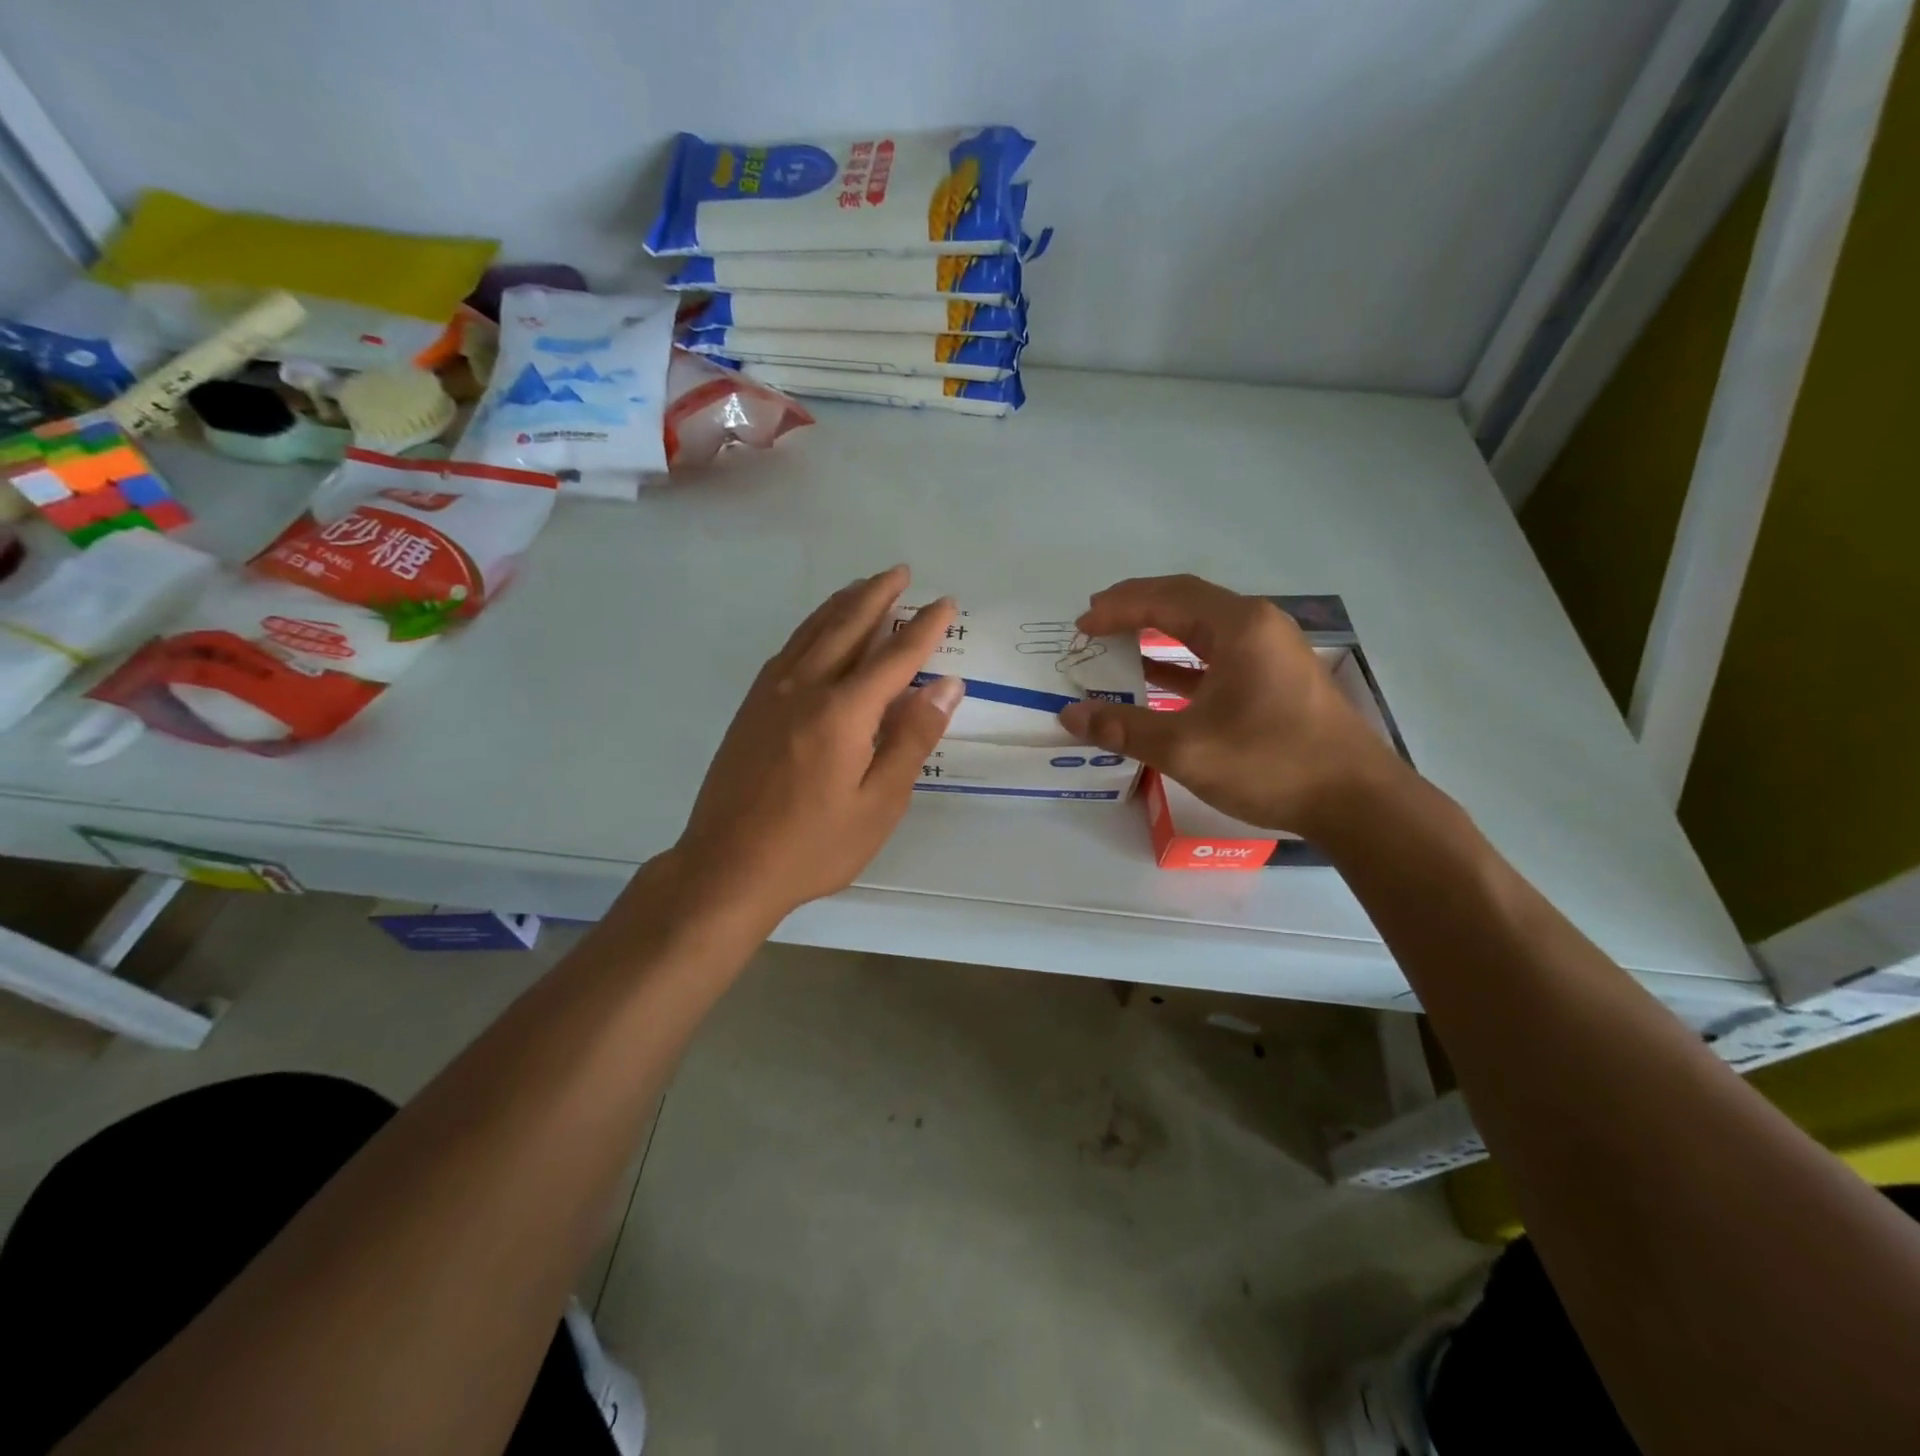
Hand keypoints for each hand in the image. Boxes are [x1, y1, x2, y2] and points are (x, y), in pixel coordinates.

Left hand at [670, 566, 962, 924]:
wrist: (727, 866)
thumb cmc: (814, 845)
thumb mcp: (879, 802)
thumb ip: (912, 739)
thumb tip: (945, 685)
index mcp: (843, 711)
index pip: (895, 656)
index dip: (924, 628)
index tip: (945, 603)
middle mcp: (805, 687)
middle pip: (847, 626)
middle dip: (878, 595)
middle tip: (901, 572)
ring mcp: (771, 693)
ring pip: (813, 630)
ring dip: (842, 603)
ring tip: (865, 585)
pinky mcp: (751, 707)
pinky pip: (788, 649)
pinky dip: (812, 627)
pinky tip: (818, 630)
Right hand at [1057, 575, 1407, 837]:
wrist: (1356, 801)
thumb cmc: (1271, 763)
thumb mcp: (1186, 748)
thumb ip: (1124, 729)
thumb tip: (1071, 716)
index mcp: (1239, 627)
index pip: (1166, 598)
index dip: (1117, 607)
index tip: (1081, 624)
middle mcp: (1257, 626)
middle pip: (1185, 602)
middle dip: (1136, 608)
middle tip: (1094, 621)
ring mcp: (1270, 652)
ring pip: (1202, 629)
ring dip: (1157, 633)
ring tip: (1116, 644)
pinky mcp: (1274, 679)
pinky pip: (1216, 656)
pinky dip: (1180, 662)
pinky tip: (1155, 678)